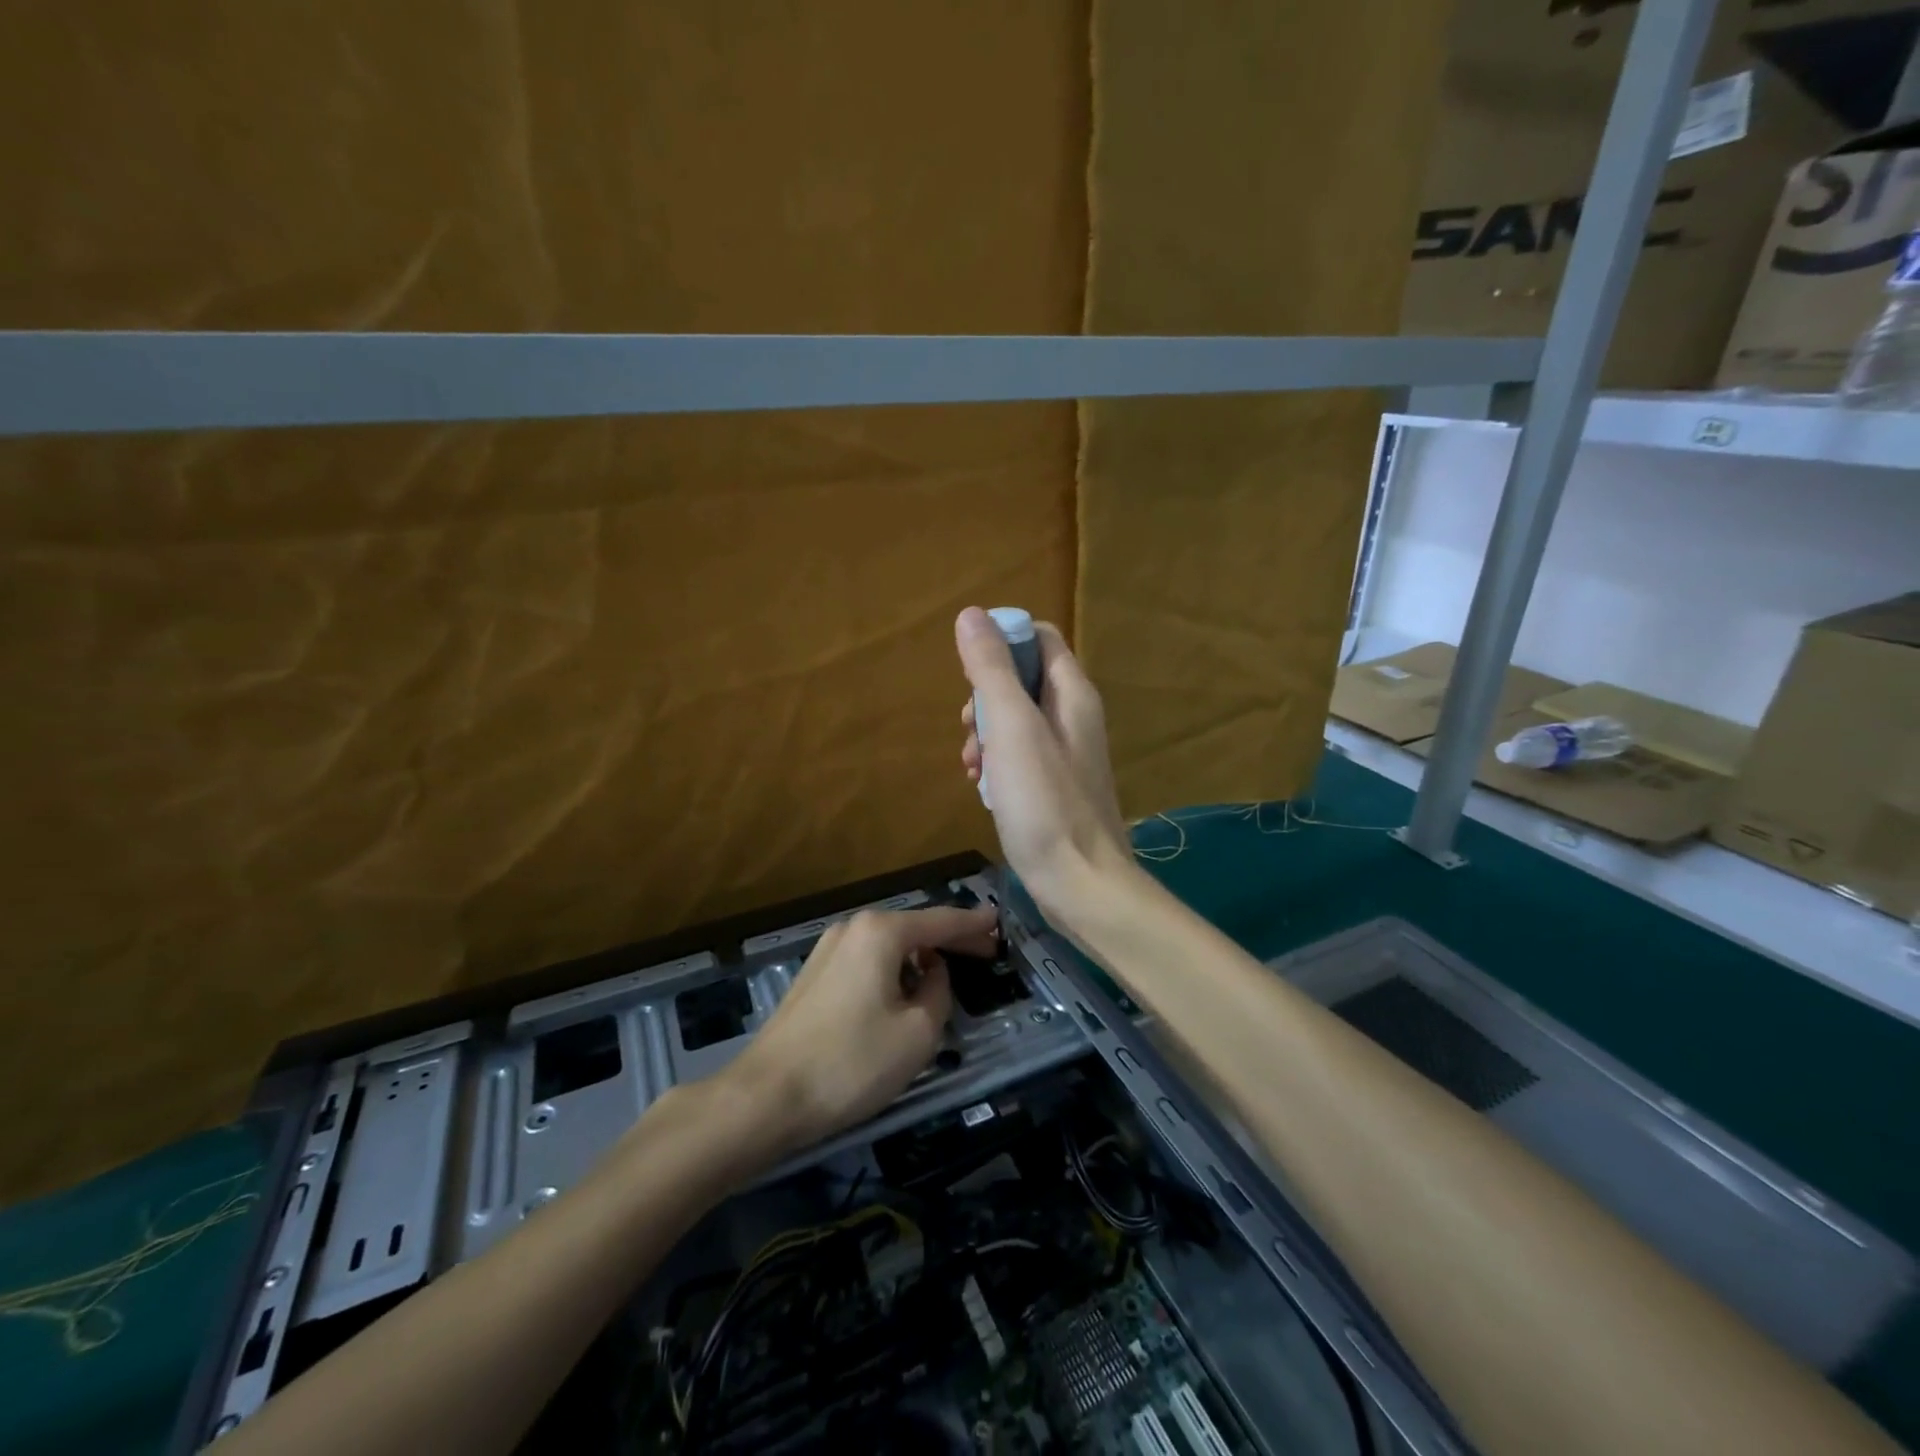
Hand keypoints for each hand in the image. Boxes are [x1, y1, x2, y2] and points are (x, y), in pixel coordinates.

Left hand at [723, 903, 996, 1155]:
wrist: (765, 1097)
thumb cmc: (851, 1062)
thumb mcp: (918, 1033)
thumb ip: (939, 992)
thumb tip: (933, 974)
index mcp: (881, 932)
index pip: (941, 920)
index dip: (974, 924)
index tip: (1000, 923)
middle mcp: (853, 928)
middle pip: (914, 928)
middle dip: (950, 939)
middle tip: (985, 951)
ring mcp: (828, 950)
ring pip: (889, 946)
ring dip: (921, 956)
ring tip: (949, 973)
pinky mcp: (814, 976)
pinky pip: (868, 962)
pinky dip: (894, 969)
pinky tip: (905, 991)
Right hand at [956, 607, 1132, 917]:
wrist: (1081, 886)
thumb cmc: (1046, 804)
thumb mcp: (1012, 729)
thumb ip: (991, 671)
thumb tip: (972, 615)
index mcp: (1072, 694)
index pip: (1040, 638)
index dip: (1002, 642)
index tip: (971, 672)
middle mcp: (1073, 717)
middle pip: (1021, 680)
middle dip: (984, 697)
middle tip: (969, 730)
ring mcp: (1065, 754)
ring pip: (1015, 721)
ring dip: (984, 734)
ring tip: (971, 767)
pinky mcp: (1054, 787)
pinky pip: (1018, 756)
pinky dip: (996, 764)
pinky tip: (982, 790)